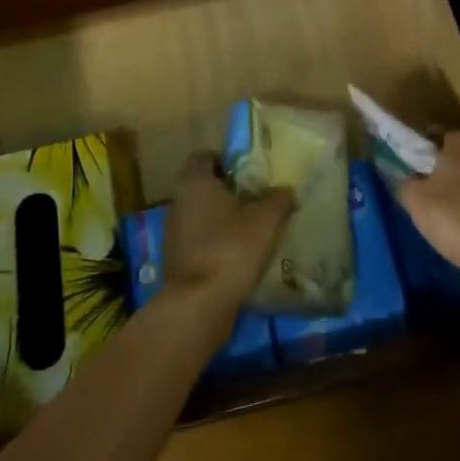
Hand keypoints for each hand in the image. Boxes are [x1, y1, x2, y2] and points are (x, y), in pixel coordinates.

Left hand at [162, 153, 294, 314]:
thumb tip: (286, 189)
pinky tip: (238, 255)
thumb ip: (278, 199)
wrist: (198, 304)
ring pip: (201, 214)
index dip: (227, 160)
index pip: (205, 156)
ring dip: (222, 218)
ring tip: (252, 229)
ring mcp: (173, 232)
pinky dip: (215, 242)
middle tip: (257, 199)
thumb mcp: (265, 220)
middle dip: (228, 191)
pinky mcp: (176, 259)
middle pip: (203, 186)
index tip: (249, 172)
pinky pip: (198, 240)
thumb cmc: (231, 248)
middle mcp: (178, 201)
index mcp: (195, 182)